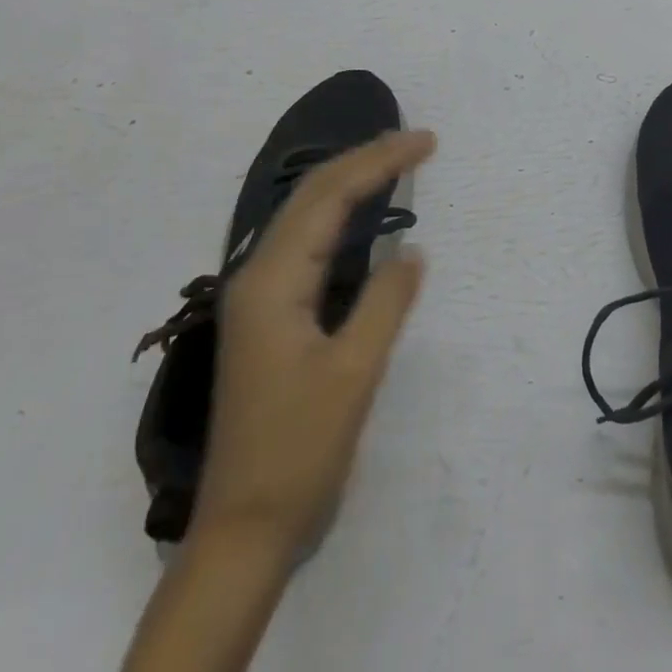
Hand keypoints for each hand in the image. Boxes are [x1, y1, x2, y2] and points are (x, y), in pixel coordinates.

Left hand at [192, 130, 433, 553]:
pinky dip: (341, 215)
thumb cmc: (299, 451)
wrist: (245, 531)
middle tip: (417, 141)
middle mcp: (259, 276)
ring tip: (395, 160)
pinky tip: (361, 214)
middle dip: (364, 159)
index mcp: (273, 281)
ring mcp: (261, 297)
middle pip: (312, 195)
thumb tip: (412, 249)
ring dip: (351, 181)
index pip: (330, 198)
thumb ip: (386, 302)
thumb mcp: (354, 374)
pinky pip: (309, 244)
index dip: (379, 161)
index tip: (426, 142)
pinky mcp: (271, 317)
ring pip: (307, 216)